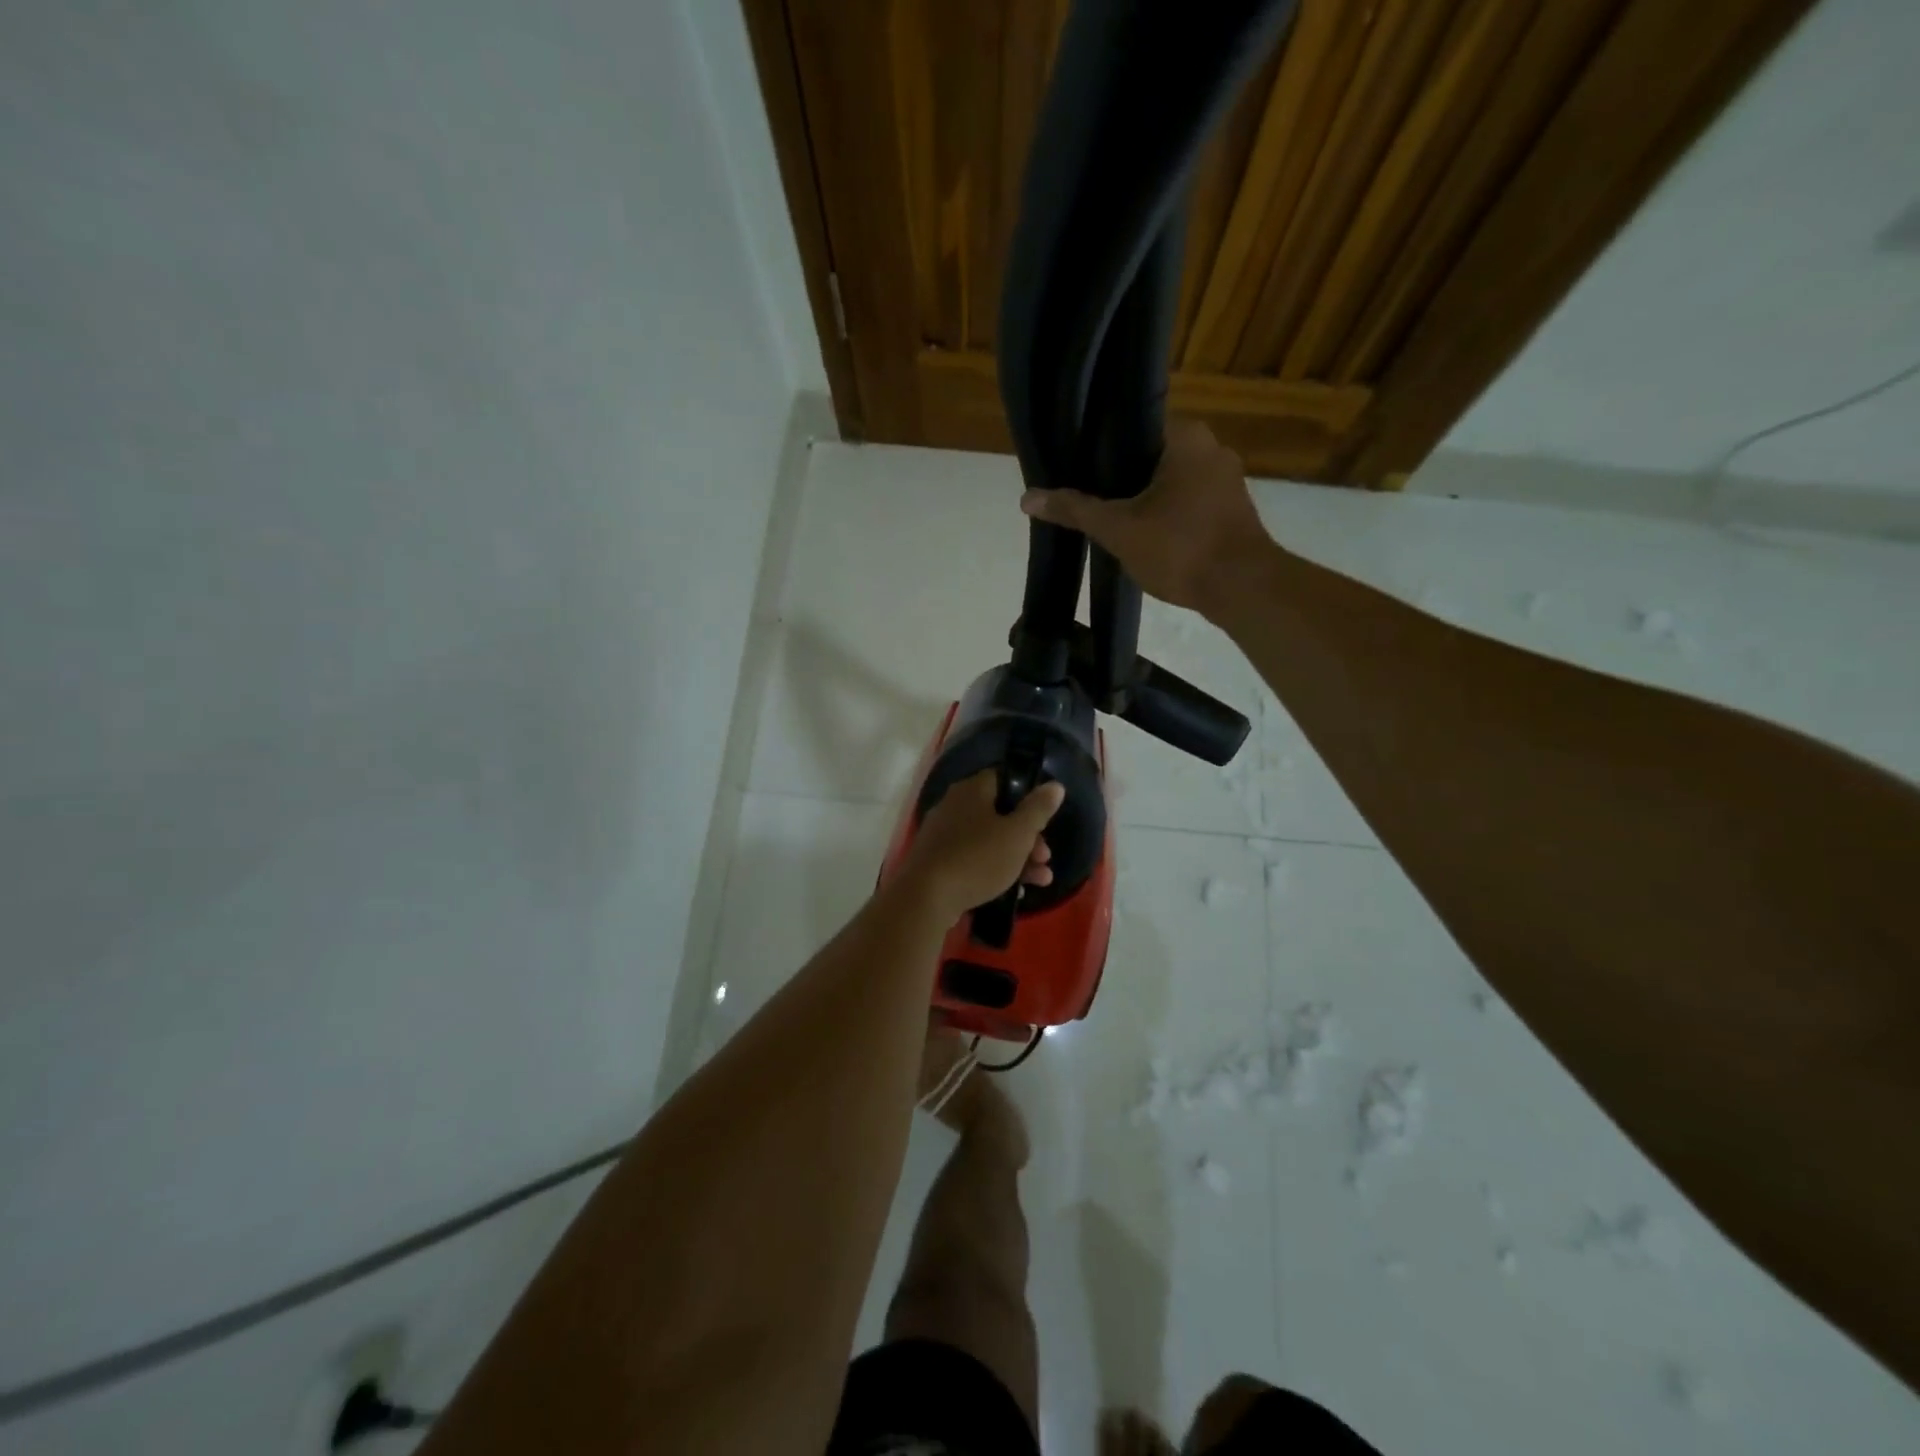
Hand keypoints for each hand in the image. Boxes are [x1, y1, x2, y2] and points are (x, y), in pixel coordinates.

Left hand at [897, 770, 1065, 920]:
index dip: (1027, 796)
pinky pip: (972, 859)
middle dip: (1028, 837)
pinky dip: (994, 871)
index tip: (1044, 818)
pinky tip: (1014, 892)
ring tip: (1041, 880)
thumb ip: (1038, 809)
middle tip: (1045, 858)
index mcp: (972, 790)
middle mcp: (954, 806)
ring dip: (1018, 858)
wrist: (926, 897)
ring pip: (988, 840)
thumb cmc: (978, 858)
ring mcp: (943, 835)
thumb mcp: (1018, 834)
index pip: (1003, 779)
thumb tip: (1054, 785)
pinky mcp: (937, 861)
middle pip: (999, 814)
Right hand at [1018, 418, 1276, 617]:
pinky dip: (1168, 515)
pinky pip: (1189, 502)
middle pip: (1151, 455)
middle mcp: (1212, 448)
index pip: (1133, 427)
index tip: (1078, 468)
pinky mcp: (1234, 511)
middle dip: (1121, 477)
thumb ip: (1075, 509)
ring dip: (1145, 498)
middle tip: (1088, 497)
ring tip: (1112, 518)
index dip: (1102, 448)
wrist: (1241, 589)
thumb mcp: (1118, 529)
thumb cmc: (1180, 548)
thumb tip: (1027, 497)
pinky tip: (1146, 535)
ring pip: (1172, 481)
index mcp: (1186, 436)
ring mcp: (1228, 480)